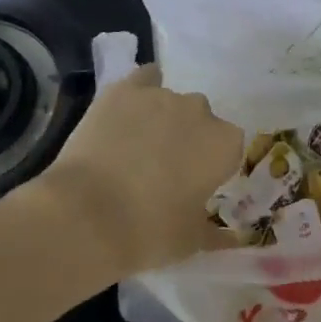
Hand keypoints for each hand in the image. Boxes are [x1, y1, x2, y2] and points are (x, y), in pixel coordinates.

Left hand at [44, 66, 242, 275]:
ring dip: (162, 120)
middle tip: (164, 171)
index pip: (228, 149)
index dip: (211, 167)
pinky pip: (143, 79)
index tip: (194, 186)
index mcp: (224, 144)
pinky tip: (128, 110)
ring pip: (170, 103)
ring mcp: (161, 95)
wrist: (86, 216)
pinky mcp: (124, 90)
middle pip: (201, 121)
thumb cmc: (149, 232)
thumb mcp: (190, 242)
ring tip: (134, 150)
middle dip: (188, 140)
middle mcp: (200, 111)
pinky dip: (140, 92)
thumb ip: (217, 235)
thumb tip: (234, 239)